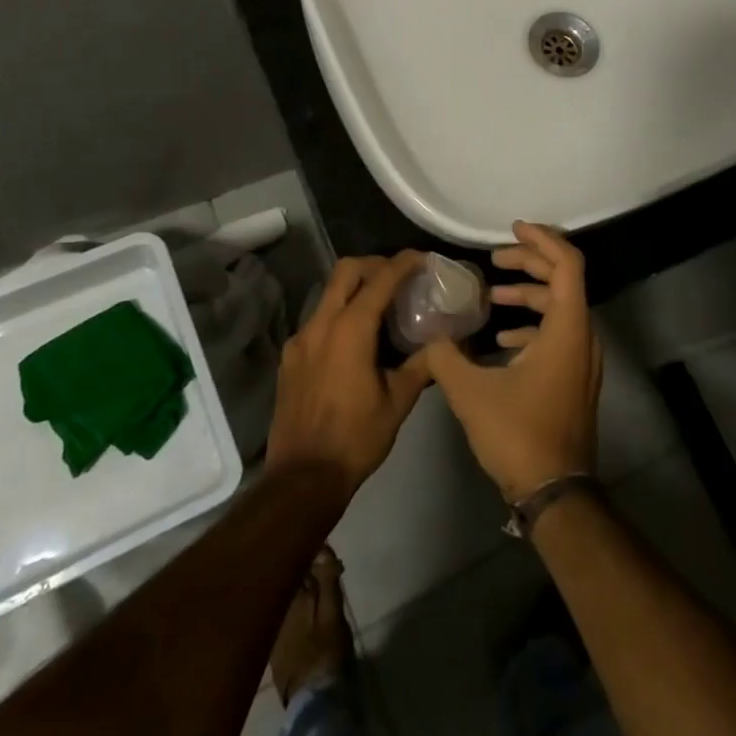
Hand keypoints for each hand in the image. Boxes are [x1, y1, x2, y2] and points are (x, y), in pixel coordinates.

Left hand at [266, 253, 431, 506]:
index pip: (379, 280)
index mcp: (350, 330)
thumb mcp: (398, 401)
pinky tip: (355, 339)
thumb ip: (421, 364)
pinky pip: (318, 320)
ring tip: (381, 306)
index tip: (423, 258)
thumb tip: (444, 343)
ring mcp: (300, 340)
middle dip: (374, 264)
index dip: (403, 263)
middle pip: (346, 271)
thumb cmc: (356, 438)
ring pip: (329, 294)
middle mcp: (320, 325)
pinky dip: (339, 314)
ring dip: (355, 288)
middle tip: (399, 275)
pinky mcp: (290, 357)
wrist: (303, 478)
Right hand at [421, 222, 600, 501]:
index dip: (542, 239)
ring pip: (560, 309)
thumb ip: (446, 355)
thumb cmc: (519, 434)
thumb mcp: (471, 392)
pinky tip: (502, 339)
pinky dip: (533, 325)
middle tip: (495, 259)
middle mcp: (583, 337)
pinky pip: (558, 335)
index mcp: (568, 329)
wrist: (555, 492)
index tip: (512, 229)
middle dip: (529, 263)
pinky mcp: (575, 379)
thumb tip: (431, 332)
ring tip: (492, 295)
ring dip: (529, 295)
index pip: (567, 264)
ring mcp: (582, 360)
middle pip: (564, 280)